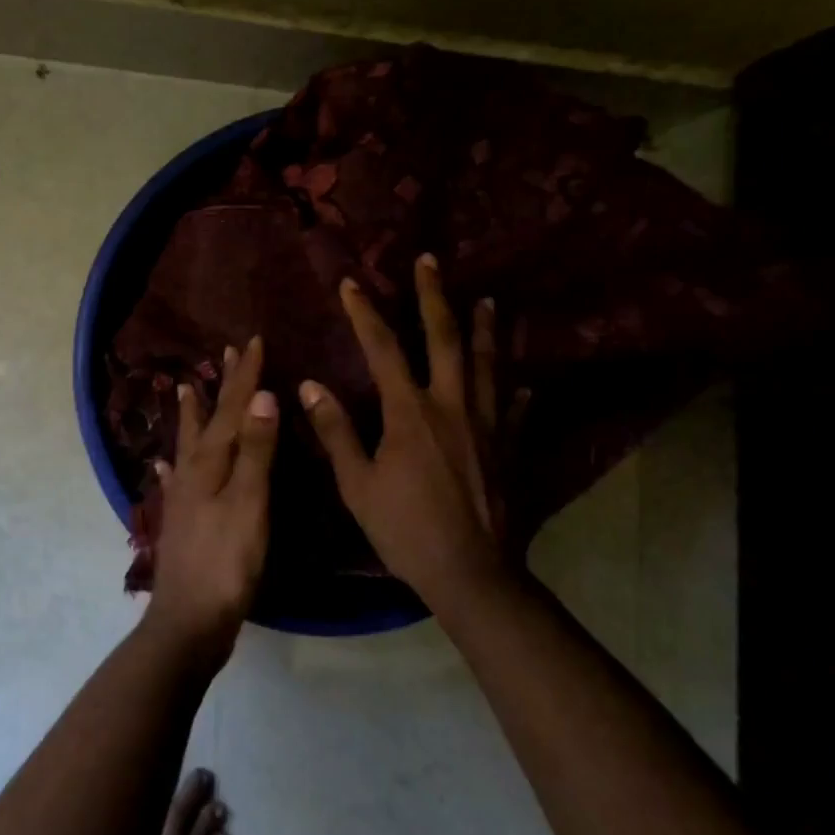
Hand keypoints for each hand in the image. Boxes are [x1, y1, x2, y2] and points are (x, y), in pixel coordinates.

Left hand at [145, 335, 279, 657]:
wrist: (189, 621)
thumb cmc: (227, 563)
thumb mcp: (249, 503)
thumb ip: (255, 451)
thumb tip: (261, 396)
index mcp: (211, 462)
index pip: (232, 408)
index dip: (245, 376)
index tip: (252, 340)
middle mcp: (191, 471)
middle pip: (209, 419)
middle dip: (221, 385)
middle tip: (224, 352)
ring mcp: (182, 496)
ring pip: (188, 443)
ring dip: (192, 414)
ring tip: (183, 387)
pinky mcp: (181, 520)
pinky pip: (174, 480)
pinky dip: (171, 465)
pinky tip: (162, 464)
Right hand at [299, 255, 529, 608]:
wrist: (472, 573)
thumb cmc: (406, 530)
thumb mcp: (357, 484)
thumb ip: (336, 431)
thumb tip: (310, 386)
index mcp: (410, 412)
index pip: (383, 349)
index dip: (365, 313)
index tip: (351, 283)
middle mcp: (452, 405)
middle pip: (445, 338)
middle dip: (433, 297)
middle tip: (430, 261)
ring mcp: (488, 425)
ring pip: (489, 365)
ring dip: (486, 329)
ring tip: (488, 300)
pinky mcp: (510, 449)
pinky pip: (516, 411)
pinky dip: (517, 393)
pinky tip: (524, 384)